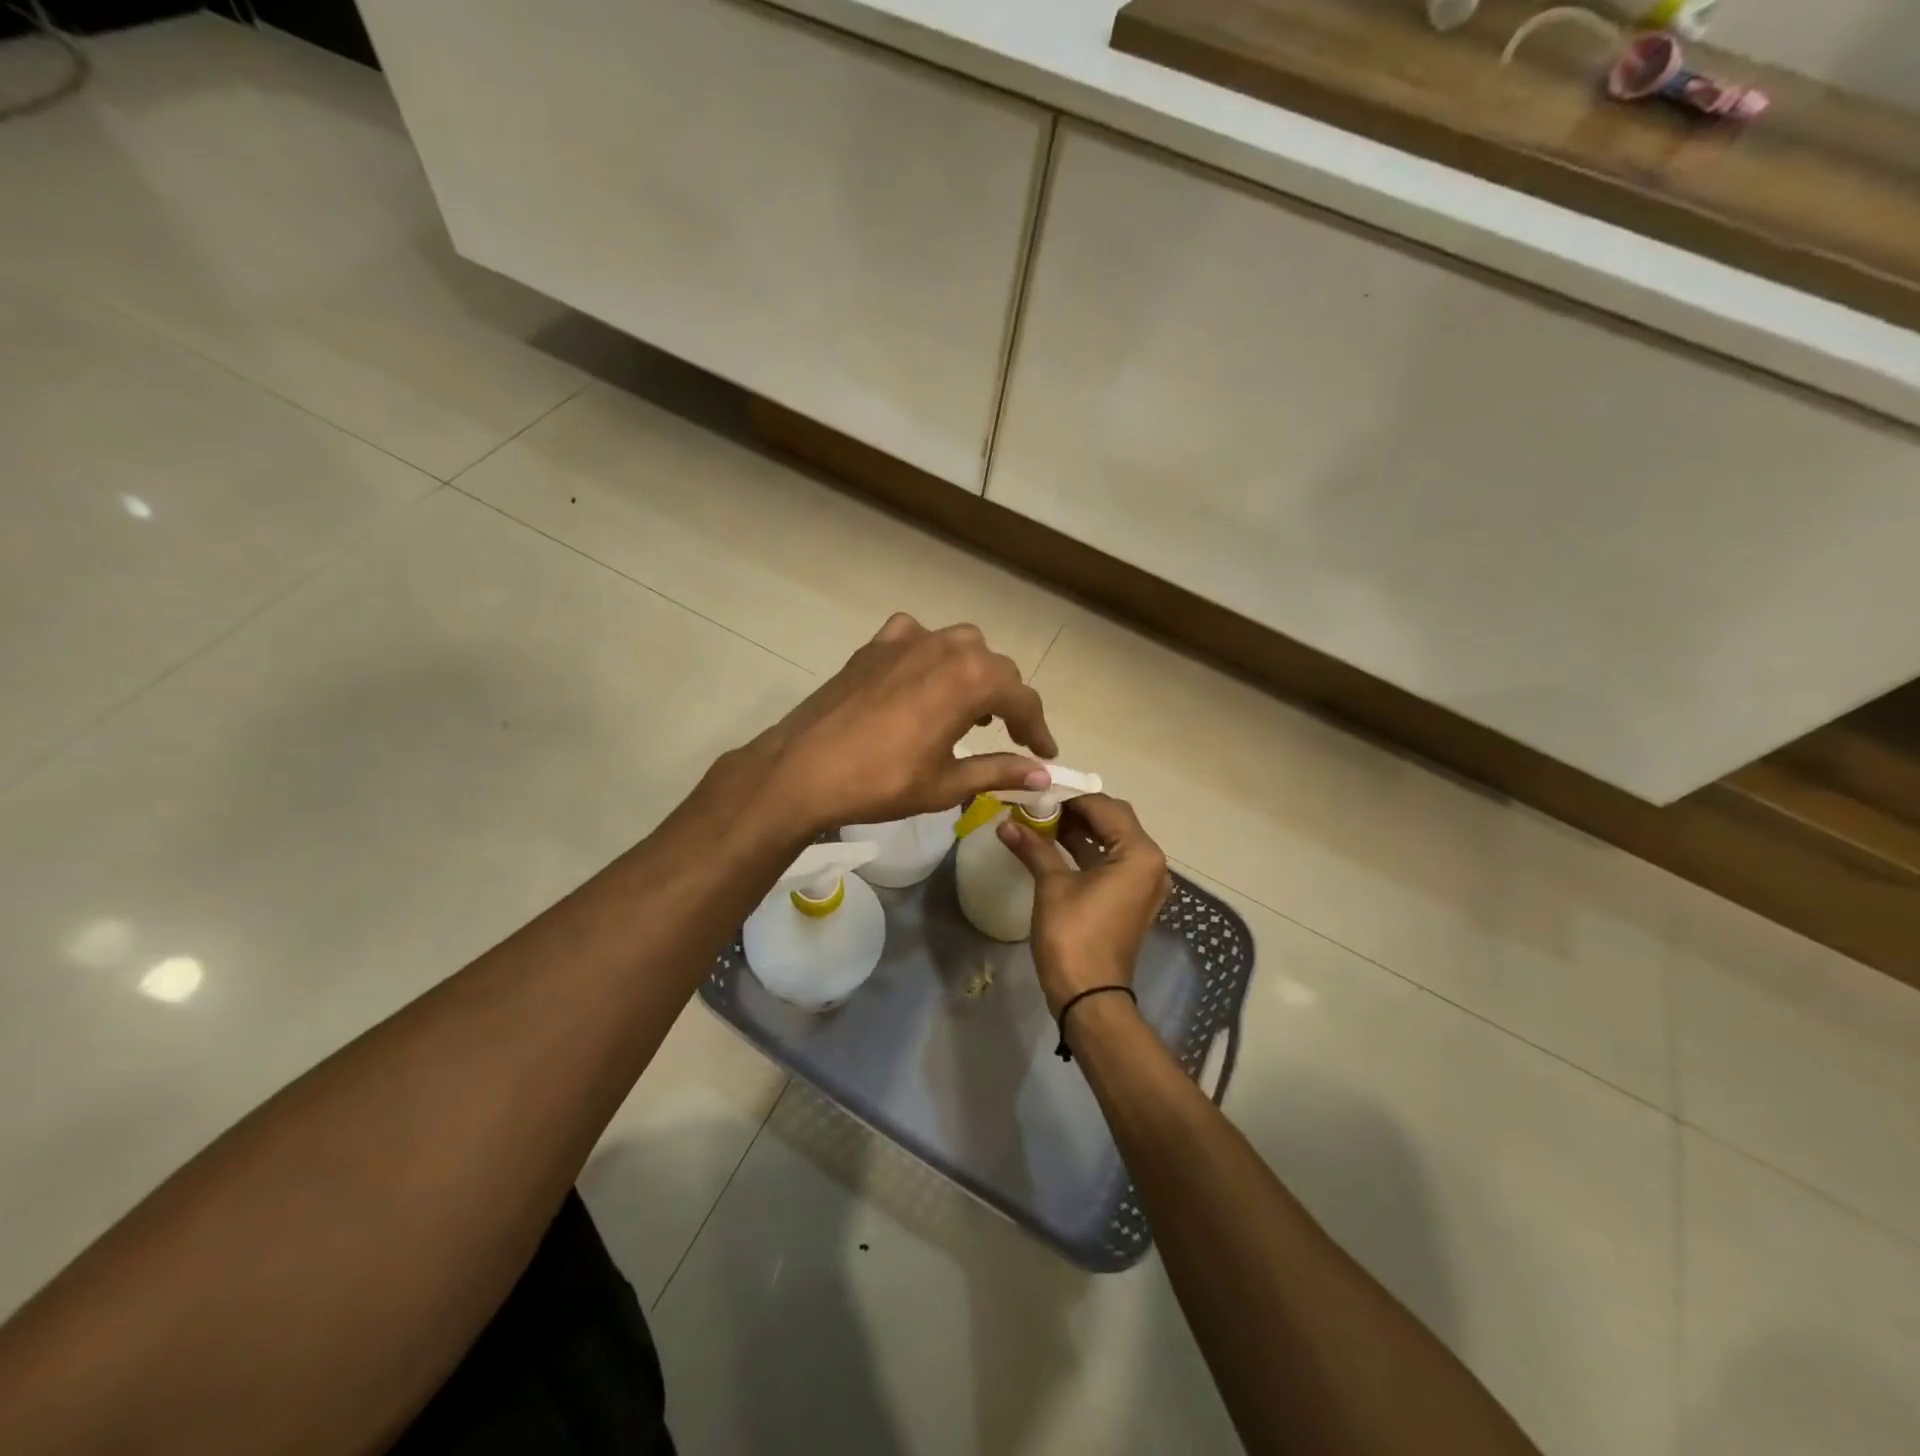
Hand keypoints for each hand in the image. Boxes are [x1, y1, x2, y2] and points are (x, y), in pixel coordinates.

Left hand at [750, 614, 1057, 834]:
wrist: (804, 768)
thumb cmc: (882, 781)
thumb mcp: (948, 783)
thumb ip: (1000, 771)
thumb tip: (1043, 774)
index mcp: (972, 679)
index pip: (1022, 699)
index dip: (1038, 728)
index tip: (1046, 752)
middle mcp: (947, 646)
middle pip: (995, 668)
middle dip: (1009, 701)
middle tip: (1012, 735)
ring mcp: (908, 639)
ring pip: (960, 646)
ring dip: (974, 674)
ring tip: (969, 710)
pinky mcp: (876, 644)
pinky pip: (917, 638)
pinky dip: (931, 656)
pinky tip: (921, 680)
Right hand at [997, 795, 1171, 1017]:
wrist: (1089, 996)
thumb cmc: (1074, 936)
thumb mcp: (1052, 885)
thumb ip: (1033, 847)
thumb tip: (1005, 823)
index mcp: (1139, 853)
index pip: (1105, 807)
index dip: (1070, 797)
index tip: (1038, 791)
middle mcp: (1150, 863)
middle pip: (1113, 821)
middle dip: (1076, 811)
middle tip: (1039, 806)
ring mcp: (1143, 884)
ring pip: (1112, 841)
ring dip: (1080, 831)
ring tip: (1041, 822)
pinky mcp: (1131, 900)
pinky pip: (1111, 863)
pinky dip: (1087, 852)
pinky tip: (1054, 847)